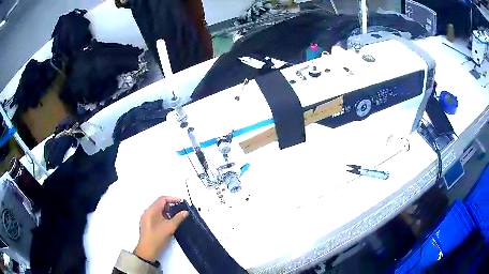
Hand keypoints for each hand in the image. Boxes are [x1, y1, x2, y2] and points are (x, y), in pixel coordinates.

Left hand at [134, 196, 188, 261]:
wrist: (148, 250)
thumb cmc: (158, 237)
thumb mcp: (170, 227)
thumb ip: (178, 218)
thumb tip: (185, 212)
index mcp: (151, 210)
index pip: (162, 199)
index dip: (172, 199)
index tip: (181, 202)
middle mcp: (147, 212)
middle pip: (159, 204)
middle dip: (170, 205)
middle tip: (180, 210)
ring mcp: (145, 218)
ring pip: (157, 210)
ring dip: (166, 211)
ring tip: (176, 216)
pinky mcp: (146, 224)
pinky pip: (155, 216)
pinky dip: (162, 216)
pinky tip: (168, 223)